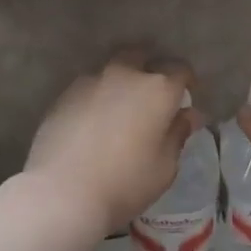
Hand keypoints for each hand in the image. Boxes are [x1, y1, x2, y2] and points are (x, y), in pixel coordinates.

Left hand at [25, 53, 200, 236]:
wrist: (62, 192)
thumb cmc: (126, 183)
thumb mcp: (165, 166)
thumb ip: (178, 134)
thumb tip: (188, 115)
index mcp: (157, 90)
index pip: (180, 70)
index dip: (186, 82)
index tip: (186, 97)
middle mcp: (124, 75)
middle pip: (141, 57)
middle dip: (150, 70)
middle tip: (152, 97)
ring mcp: (90, 82)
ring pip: (112, 71)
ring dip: (120, 83)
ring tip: (120, 109)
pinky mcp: (63, 96)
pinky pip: (88, 88)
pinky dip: (97, 97)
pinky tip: (94, 122)